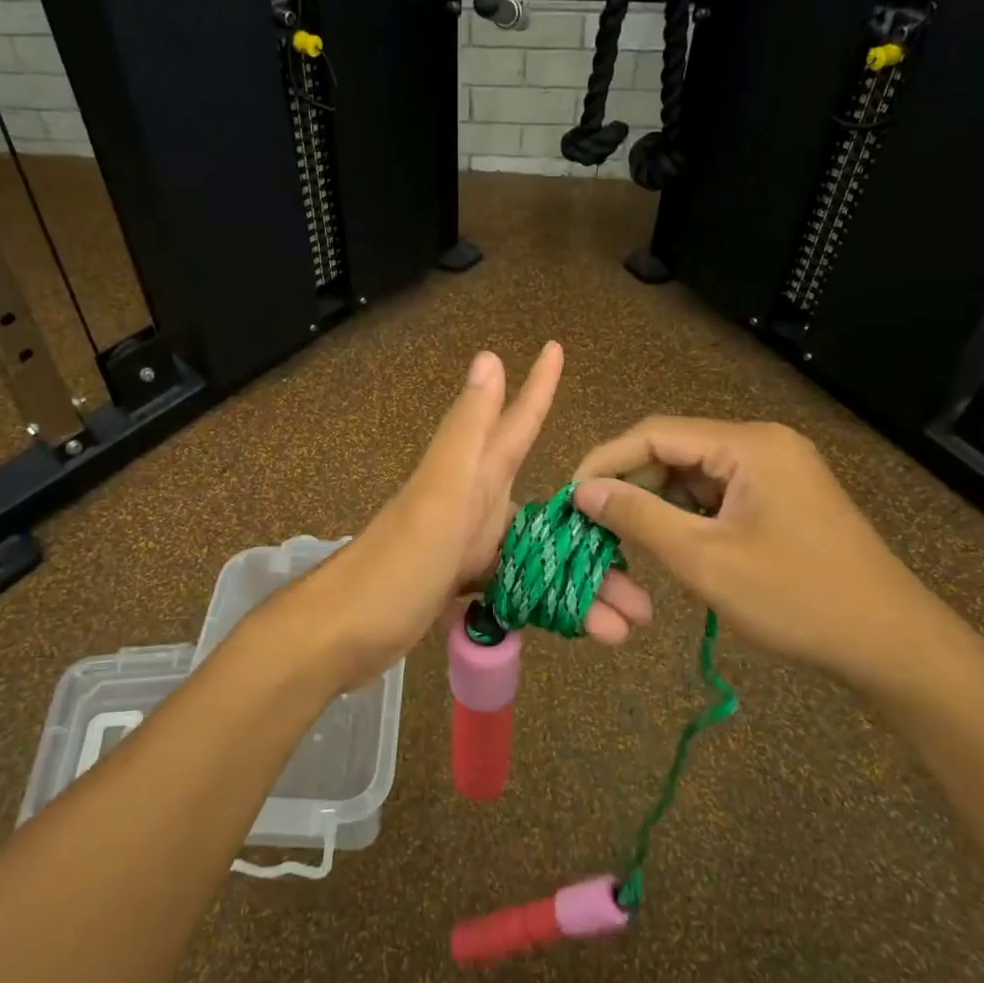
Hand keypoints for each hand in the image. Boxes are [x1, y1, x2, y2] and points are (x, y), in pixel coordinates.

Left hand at [311, 344, 651, 684]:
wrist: (340, 634)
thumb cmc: (394, 565)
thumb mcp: (439, 496)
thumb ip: (468, 433)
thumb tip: (488, 358)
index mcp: (471, 478)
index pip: (515, 423)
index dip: (537, 387)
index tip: (555, 348)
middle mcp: (472, 505)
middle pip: (547, 511)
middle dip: (596, 532)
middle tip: (643, 575)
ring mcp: (464, 547)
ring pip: (537, 557)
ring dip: (581, 585)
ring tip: (627, 623)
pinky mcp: (457, 586)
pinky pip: (516, 586)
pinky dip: (547, 603)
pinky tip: (581, 625)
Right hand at [571, 418, 955, 694]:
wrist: (891, 644)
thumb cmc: (796, 598)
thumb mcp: (704, 559)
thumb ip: (639, 517)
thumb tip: (584, 491)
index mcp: (748, 444)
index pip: (655, 433)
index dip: (605, 461)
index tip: (570, 498)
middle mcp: (763, 444)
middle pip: (674, 450)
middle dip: (630, 485)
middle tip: (593, 525)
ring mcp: (777, 471)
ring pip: (693, 475)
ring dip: (657, 504)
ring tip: (626, 540)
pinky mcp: (782, 499)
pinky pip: (718, 496)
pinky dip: (687, 517)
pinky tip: (673, 546)